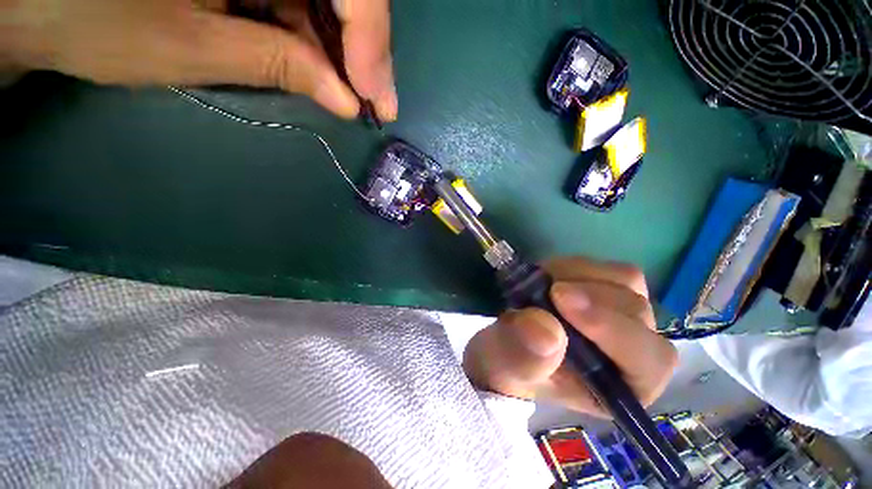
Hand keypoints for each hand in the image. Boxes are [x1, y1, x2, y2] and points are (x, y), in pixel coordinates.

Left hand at [0, 0, 395, 119]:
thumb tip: (346, 100)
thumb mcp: (194, 46)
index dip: (370, 48)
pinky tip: (324, 69)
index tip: (379, 101)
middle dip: (366, 52)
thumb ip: (279, 64)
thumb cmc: (97, 18)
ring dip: (346, 49)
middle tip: (379, 103)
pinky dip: (318, 35)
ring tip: (358, 95)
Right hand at [463, 257, 676, 414]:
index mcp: (622, 386)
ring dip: (579, 277)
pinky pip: (606, 268)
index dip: (611, 327)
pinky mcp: (608, 290)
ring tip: (543, 287)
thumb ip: (522, 358)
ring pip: (625, 282)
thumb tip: (545, 329)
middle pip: (636, 311)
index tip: (560, 300)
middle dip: (589, 296)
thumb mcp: (506, 369)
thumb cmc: (510, 367)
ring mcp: (624, 315)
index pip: (646, 358)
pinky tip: (551, 278)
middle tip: (546, 291)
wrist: (506, 344)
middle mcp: (635, 350)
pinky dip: (576, 267)